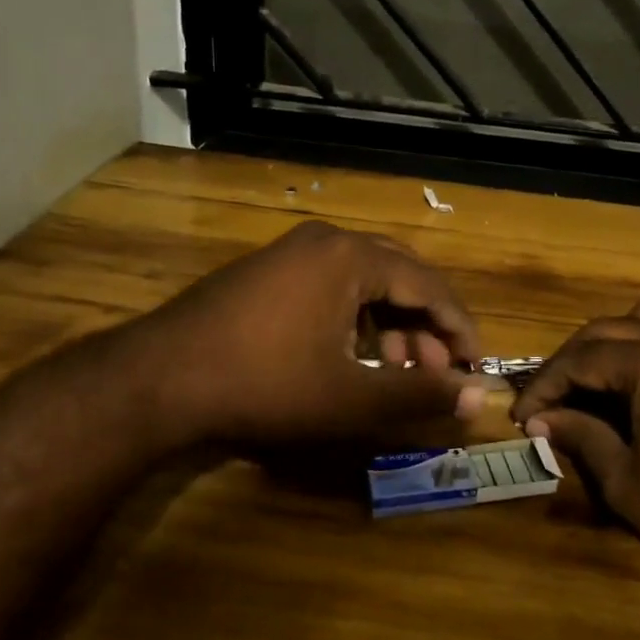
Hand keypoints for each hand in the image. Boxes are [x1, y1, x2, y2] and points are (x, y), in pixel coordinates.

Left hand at [140, 220, 483, 444]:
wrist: (159, 379)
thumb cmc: (264, 383)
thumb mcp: (348, 397)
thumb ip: (419, 394)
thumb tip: (481, 398)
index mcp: (351, 256)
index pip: (429, 284)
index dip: (459, 328)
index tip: (477, 365)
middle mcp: (326, 241)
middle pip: (400, 276)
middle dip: (425, 325)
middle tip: (437, 371)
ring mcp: (292, 252)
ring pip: (365, 282)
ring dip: (391, 324)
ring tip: (396, 370)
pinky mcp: (269, 271)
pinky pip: (333, 285)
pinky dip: (356, 318)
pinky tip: (353, 356)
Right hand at [510, 304, 639, 600]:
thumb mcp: (627, 482)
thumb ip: (582, 438)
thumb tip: (541, 420)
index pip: (579, 359)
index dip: (544, 385)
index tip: (522, 416)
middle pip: (604, 330)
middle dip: (568, 362)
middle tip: (547, 400)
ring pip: (639, 320)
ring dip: (604, 345)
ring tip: (586, 383)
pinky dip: (638, 346)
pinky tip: (630, 384)